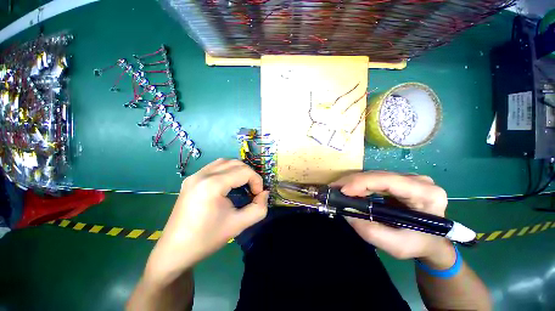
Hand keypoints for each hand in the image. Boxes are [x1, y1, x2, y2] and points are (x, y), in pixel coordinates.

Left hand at [145, 159, 268, 282]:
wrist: (175, 251)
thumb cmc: (207, 239)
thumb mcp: (239, 225)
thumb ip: (259, 208)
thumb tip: (265, 193)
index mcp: (212, 184)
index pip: (244, 171)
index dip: (257, 181)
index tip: (258, 195)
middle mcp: (202, 174)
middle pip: (235, 163)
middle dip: (249, 174)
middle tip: (253, 190)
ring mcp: (194, 175)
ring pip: (225, 162)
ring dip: (238, 170)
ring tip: (243, 184)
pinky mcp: (191, 179)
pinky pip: (214, 166)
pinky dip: (227, 170)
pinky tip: (229, 183)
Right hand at [331, 171, 454, 267]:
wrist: (432, 241)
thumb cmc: (419, 244)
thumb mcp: (396, 246)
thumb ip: (370, 231)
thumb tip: (346, 212)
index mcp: (426, 194)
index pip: (389, 181)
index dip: (362, 183)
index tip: (341, 191)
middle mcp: (419, 181)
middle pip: (379, 175)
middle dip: (353, 182)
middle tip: (333, 189)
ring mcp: (409, 178)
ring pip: (374, 175)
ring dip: (354, 182)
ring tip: (338, 189)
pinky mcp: (399, 180)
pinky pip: (375, 179)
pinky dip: (360, 184)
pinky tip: (349, 189)